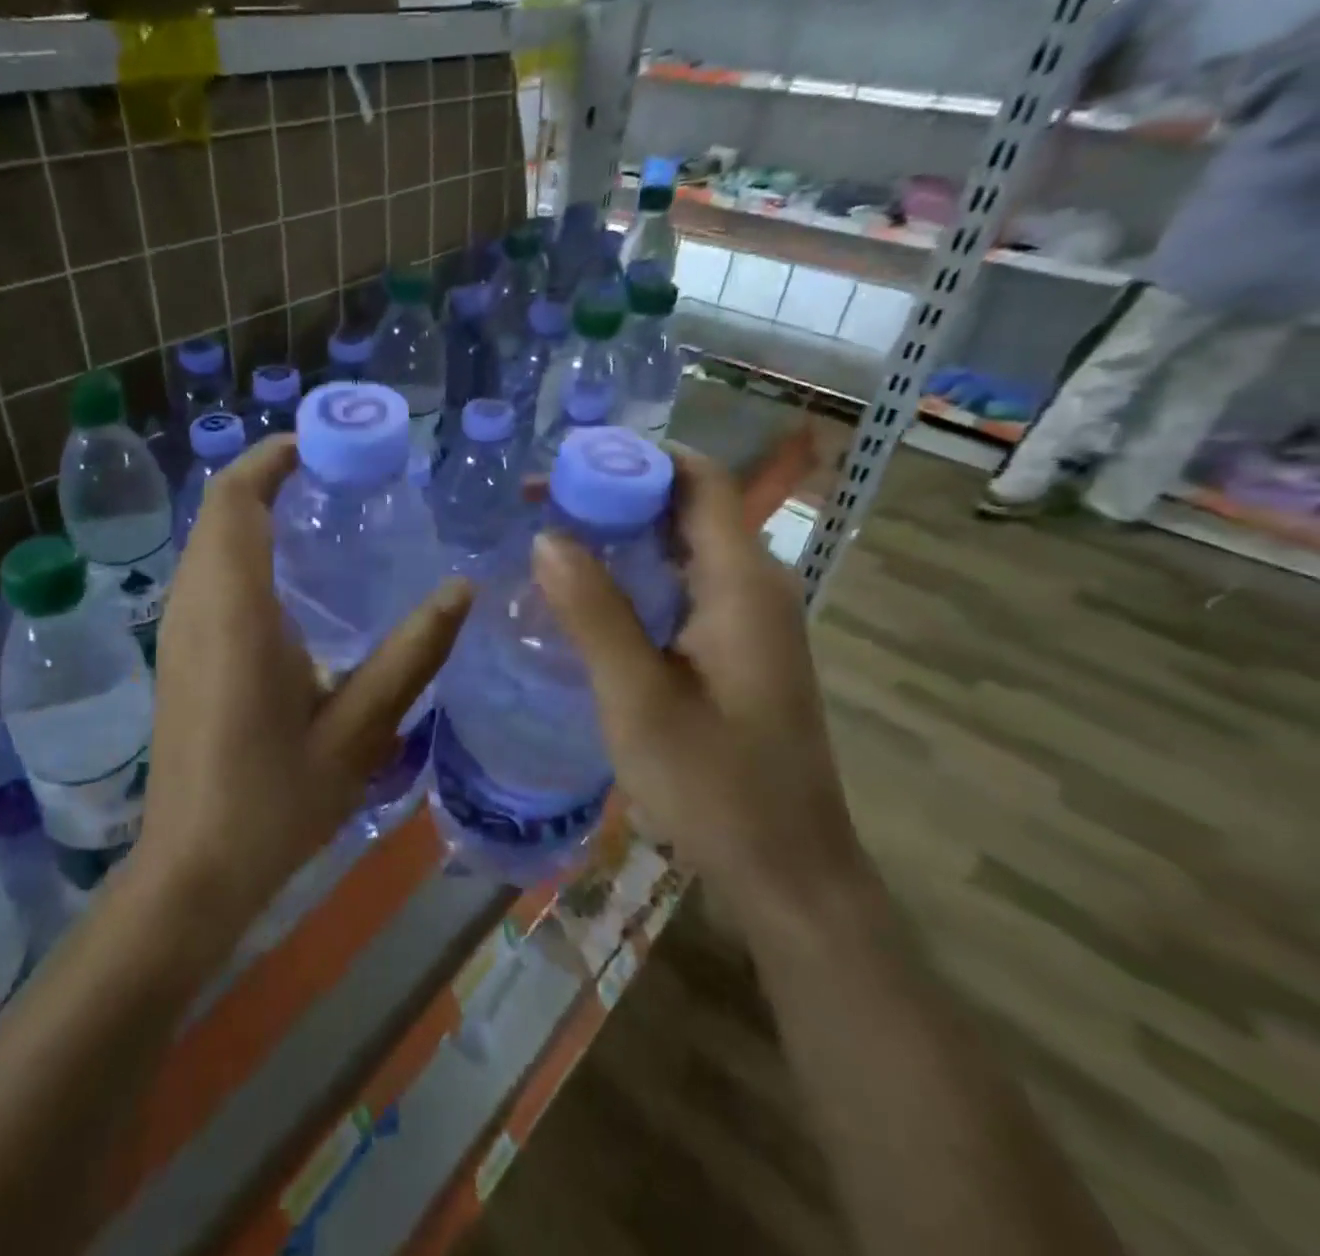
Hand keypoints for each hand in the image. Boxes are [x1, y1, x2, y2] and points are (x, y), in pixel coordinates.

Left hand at [140, 436, 472, 927]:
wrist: (194, 868)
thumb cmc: (275, 801)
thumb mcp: (360, 729)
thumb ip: (412, 654)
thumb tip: (463, 588)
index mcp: (235, 612)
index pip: (235, 501)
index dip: (270, 458)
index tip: (321, 444)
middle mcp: (195, 606)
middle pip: (217, 509)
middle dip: (266, 475)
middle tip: (335, 473)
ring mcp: (177, 628)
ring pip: (206, 538)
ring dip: (250, 508)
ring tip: (316, 508)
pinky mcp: (176, 650)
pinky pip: (204, 569)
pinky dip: (238, 544)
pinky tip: (287, 574)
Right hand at [530, 448, 864, 919]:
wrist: (787, 871)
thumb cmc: (714, 786)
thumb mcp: (637, 697)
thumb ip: (592, 612)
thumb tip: (546, 535)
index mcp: (741, 584)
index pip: (700, 480)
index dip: (636, 458)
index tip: (566, 466)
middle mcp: (754, 586)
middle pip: (688, 507)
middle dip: (616, 493)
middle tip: (541, 504)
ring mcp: (749, 619)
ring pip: (683, 547)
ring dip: (622, 534)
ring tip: (551, 538)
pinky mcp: (737, 648)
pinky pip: (683, 585)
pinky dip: (635, 573)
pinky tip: (588, 594)